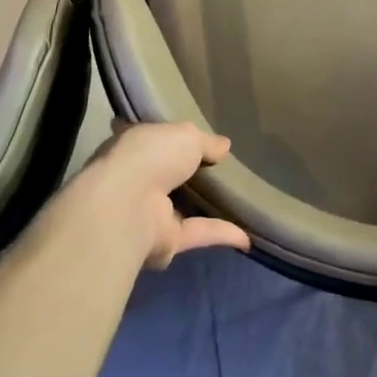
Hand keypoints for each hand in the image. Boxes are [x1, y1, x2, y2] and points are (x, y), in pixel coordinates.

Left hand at [80, 121, 251, 269]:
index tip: (194, 138)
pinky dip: (221, 234)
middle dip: (190, 173)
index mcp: (133, 147)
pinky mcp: (164, 242)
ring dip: (205, 206)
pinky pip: (198, 234)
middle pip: (167, 175)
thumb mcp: (186, 135)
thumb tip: (224, 145)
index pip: (152, 139)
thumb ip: (206, 141)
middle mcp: (136, 179)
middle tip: (224, 168)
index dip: (170, 138)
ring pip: (182, 208)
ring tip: (239, 199)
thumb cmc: (150, 156)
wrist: (128, 206)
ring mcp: (148, 212)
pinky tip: (247, 236)